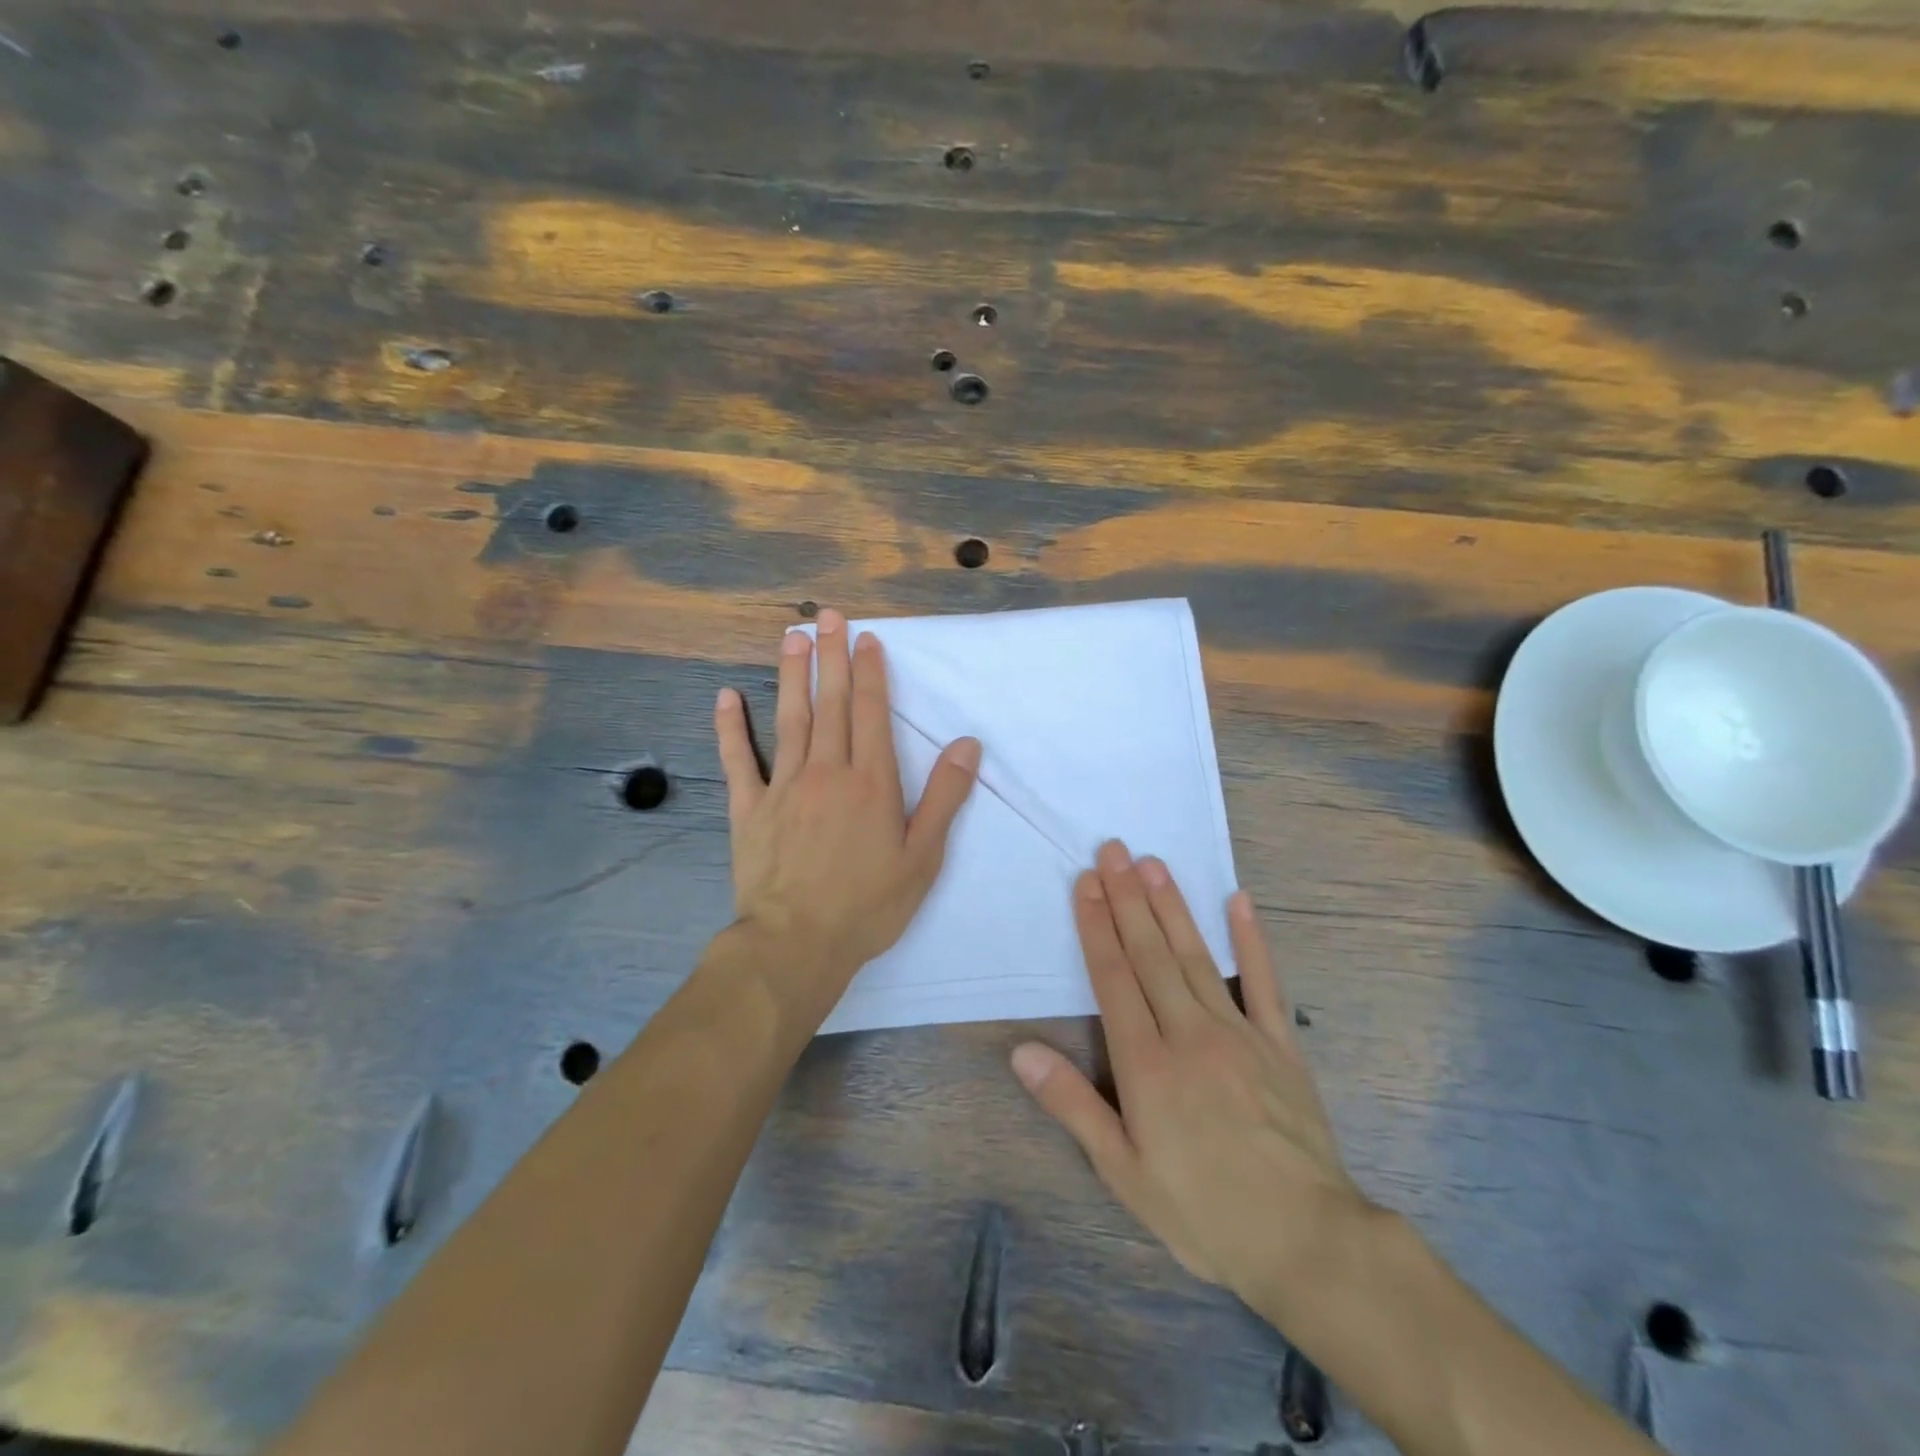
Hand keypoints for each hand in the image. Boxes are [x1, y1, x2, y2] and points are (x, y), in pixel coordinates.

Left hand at [714, 609, 981, 1001]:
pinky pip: (738, 760)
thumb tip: (967, 745)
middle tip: (826, 615)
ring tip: (790, 637)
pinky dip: (731, 727)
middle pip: (830, 703)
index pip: (870, 712)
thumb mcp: (923, 857)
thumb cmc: (868, 905)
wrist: (797, 943)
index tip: (867, 639)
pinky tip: (726, 696)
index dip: (870, 672)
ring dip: (791, 675)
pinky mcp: (749, 809)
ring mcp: (783, 787)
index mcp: (871, 782)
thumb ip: (945, 798)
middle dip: (830, 656)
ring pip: (788, 719)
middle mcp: (826, 771)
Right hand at [1011, 840, 1373, 1316]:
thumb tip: (1021, 1051)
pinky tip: (1239, 901)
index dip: (1096, 925)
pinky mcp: (1280, 1045)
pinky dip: (1252, 940)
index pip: (1113, 977)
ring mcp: (1239, 1033)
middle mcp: (1189, 1032)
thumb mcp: (1123, 1171)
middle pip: (1151, 953)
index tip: (1085, 882)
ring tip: (1153, 863)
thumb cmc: (1203, 1211)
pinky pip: (1264, 982)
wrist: (1307, 1242)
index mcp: (1147, 1063)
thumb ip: (1073, 1104)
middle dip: (1128, 898)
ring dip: (1172, 906)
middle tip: (1114, 850)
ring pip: (1196, 956)